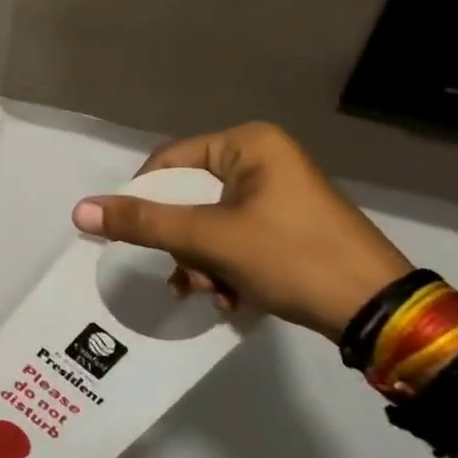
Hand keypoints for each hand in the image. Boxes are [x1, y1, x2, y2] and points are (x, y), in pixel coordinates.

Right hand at [71, 122, 409, 340]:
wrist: (379, 313)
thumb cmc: (291, 257)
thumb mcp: (208, 239)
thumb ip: (142, 223)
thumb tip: (79, 211)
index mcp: (248, 144)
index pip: (168, 162)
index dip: (145, 201)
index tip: (139, 240)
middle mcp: (263, 159)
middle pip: (187, 196)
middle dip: (180, 244)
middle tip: (185, 277)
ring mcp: (279, 192)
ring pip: (207, 222)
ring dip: (199, 262)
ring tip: (209, 293)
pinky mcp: (289, 224)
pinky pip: (233, 236)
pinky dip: (223, 267)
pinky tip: (229, 298)